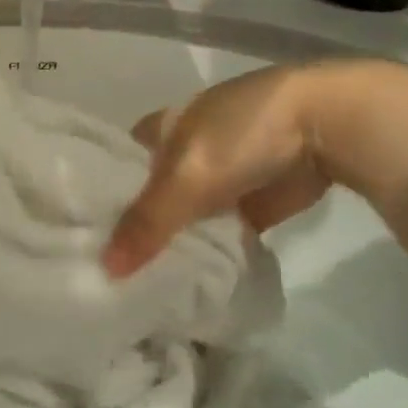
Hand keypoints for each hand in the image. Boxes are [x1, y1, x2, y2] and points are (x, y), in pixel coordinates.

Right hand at [103, 63, 355, 278]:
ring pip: (182, 216)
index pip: (115, 165)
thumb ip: (147, 223)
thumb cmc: (242, 134)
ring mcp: (218, 177)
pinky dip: (206, 250)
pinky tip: (185, 278)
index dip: (98, 195)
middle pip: (147, 195)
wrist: (327, 125)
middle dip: (133, 226)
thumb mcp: (186, 178)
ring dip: (169, 242)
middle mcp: (181, 152)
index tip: (80, 232)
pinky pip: (217, 231)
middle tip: (104, 268)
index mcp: (159, 129)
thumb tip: (107, 270)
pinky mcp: (248, 202)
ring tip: (137, 281)